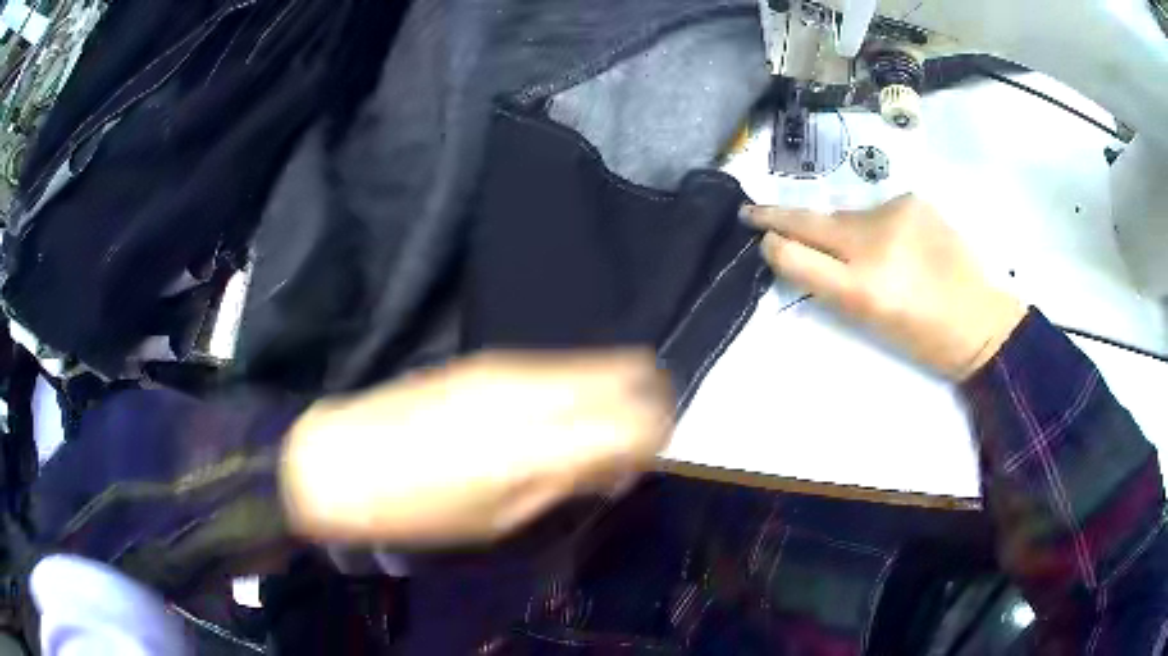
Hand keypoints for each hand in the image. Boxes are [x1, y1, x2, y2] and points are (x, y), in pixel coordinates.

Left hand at [279, 351, 671, 545]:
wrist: (341, 462)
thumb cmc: (421, 512)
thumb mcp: (501, 521)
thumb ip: (568, 485)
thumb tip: (618, 467)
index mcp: (543, 442)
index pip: (642, 419)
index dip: (658, 437)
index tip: (648, 460)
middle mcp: (537, 388)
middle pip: (630, 371)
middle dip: (646, 403)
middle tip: (631, 441)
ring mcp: (509, 366)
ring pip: (596, 363)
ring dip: (610, 394)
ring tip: (590, 435)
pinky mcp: (485, 359)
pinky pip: (557, 367)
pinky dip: (576, 389)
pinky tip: (550, 419)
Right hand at [743, 194, 1026, 379]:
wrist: (981, 319)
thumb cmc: (925, 338)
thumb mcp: (872, 323)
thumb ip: (832, 285)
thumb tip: (797, 253)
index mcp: (863, 290)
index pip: (796, 255)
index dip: (774, 245)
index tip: (759, 237)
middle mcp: (874, 244)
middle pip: (812, 221)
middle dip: (777, 216)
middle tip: (750, 211)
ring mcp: (895, 214)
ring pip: (845, 216)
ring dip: (840, 230)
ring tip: (862, 252)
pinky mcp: (912, 200)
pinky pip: (876, 210)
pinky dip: (875, 225)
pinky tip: (896, 243)